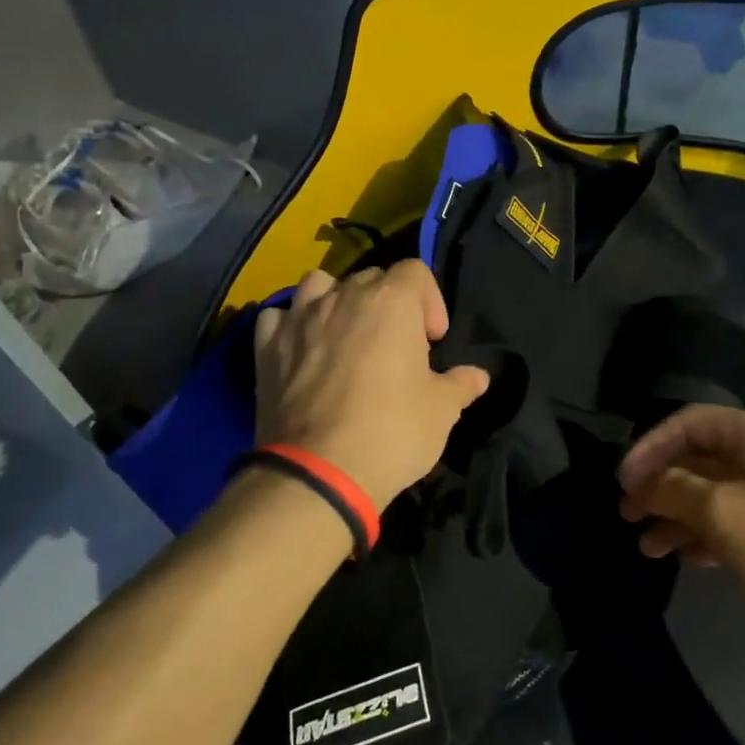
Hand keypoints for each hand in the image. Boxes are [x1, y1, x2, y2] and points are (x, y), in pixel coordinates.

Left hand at [253, 261, 489, 506]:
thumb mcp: (442, 410)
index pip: (415, 271)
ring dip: (335, 301)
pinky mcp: (266, 346)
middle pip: (371, 278)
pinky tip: (302, 351)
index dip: (430, 301)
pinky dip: (291, 327)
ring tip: (345, 336)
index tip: (432, 340)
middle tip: (396, 347)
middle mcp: (343, 297)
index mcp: (391, 302)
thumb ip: (461, 384)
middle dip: (388, 304)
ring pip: (319, 285)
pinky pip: (279, 318)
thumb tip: (477, 376)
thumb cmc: (392, 432)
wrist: (318, 473)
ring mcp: (300, 318)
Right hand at [617, 405, 744, 654]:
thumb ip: (674, 491)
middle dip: (661, 486)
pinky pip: (739, 522)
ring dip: (679, 515)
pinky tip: (684, 557)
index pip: (689, 423)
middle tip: (627, 514)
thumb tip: (643, 484)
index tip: (622, 481)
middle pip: (702, 459)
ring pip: (718, 495)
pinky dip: (708, 535)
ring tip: (647, 547)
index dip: (650, 447)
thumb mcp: (724, 513)